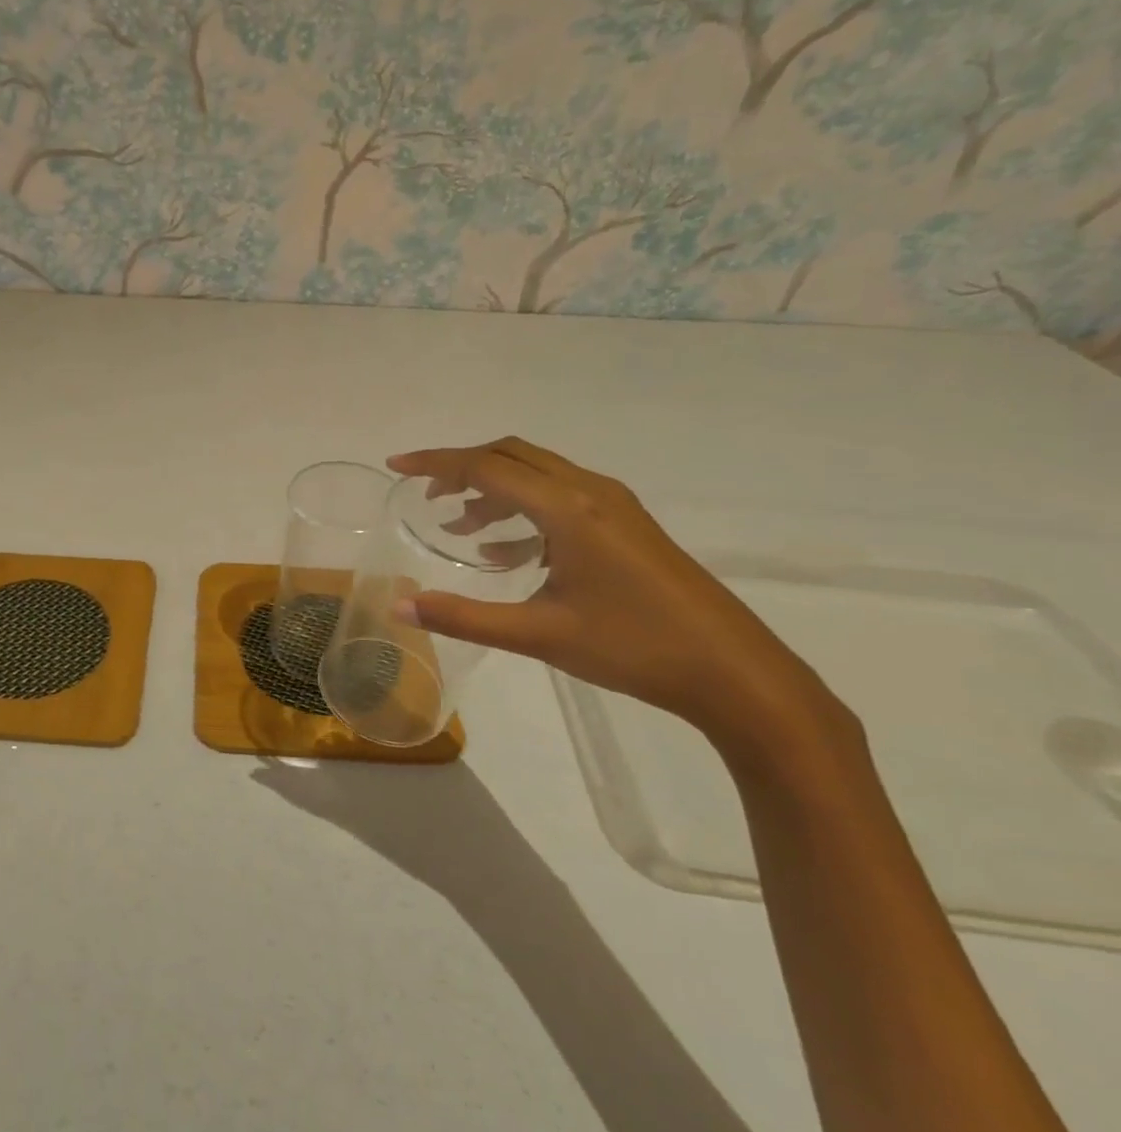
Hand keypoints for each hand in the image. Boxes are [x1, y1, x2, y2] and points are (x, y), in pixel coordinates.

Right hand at [388, 438, 837, 759]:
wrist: (737, 674)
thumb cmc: (634, 648)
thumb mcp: (539, 634)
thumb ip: (463, 617)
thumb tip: (399, 607)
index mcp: (567, 508)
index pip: (486, 467)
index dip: (435, 463)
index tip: (395, 466)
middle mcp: (590, 492)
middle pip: (512, 456)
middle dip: (462, 469)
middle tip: (424, 493)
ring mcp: (615, 506)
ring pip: (538, 475)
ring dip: (493, 490)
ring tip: (458, 526)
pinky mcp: (628, 526)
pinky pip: (560, 498)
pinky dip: (523, 511)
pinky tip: (506, 551)